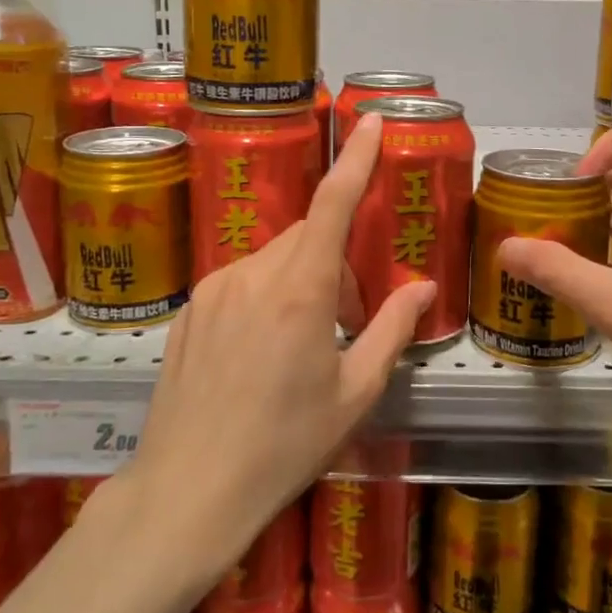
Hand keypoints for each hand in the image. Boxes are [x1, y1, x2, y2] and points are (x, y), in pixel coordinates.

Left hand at [127, 113, 435, 563]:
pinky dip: (262, 296)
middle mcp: (253, 274)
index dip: (356, 158)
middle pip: (305, 237)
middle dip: (334, 262)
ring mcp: (214, 289)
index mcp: (300, 291)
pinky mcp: (189, 309)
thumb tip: (423, 289)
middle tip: (345, 322)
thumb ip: (391, 330)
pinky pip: (239, 282)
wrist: (189, 491)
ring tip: (300, 345)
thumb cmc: (284, 445)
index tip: (371, 121)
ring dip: (299, 281)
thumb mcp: (354, 393)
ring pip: (273, 259)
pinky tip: (257, 356)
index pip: (332, 204)